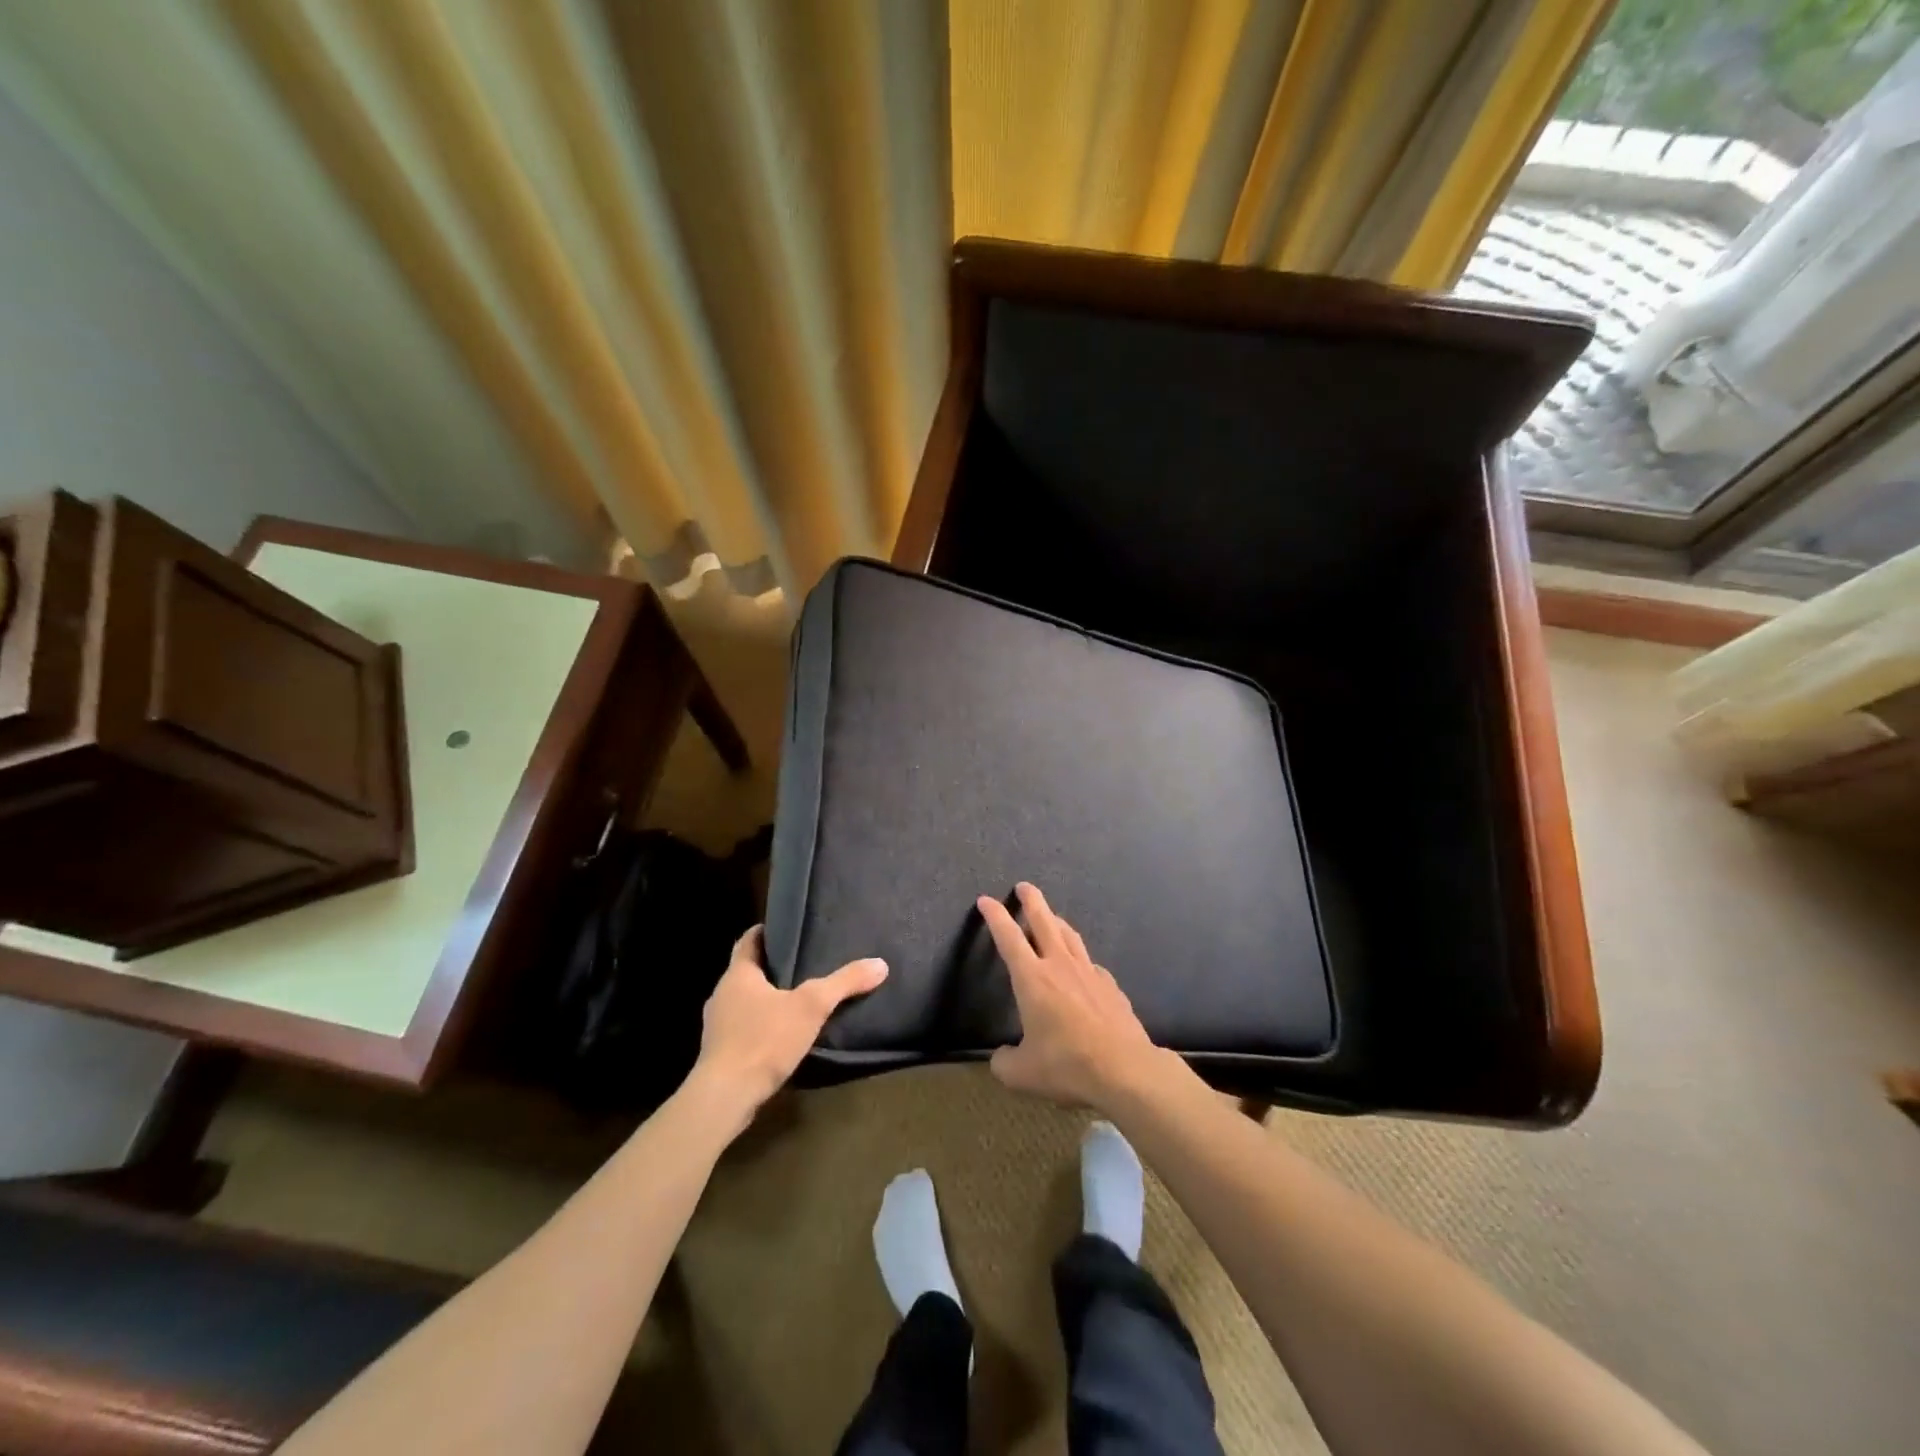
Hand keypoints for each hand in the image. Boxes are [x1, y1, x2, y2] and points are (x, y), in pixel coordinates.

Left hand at [692, 926, 886, 1121]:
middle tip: (802, 963)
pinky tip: (781, 1035)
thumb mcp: (812, 1006)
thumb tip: (880, 964)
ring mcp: (717, 1025)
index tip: (786, 929)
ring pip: (744, 1001)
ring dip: (765, 999)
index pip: (748, 940)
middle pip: (747, 971)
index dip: (766, 931)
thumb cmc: (764, 1040)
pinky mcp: (718, 1053)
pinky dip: (760, 1025)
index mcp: (738, 974)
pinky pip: (742, 1028)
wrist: (725, 1097)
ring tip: (797, 999)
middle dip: (771, 967)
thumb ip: (844, 983)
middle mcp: (722, 994)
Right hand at [978, 882, 1171, 1112]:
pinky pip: (1090, 963)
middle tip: (1025, 886)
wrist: (1125, 1069)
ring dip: (1056, 921)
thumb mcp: (1022, 1074)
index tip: (986, 900)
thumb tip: (1001, 1058)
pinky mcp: (1110, 986)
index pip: (1008, 937)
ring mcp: (1089, 973)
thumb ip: (1004, 1063)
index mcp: (1032, 979)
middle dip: (1032, 901)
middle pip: (1044, 921)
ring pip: (1069, 936)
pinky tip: (1082, 966)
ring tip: (1051, 917)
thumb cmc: (1067, 1065)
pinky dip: (1080, 958)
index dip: (995, 916)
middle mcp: (1059, 966)